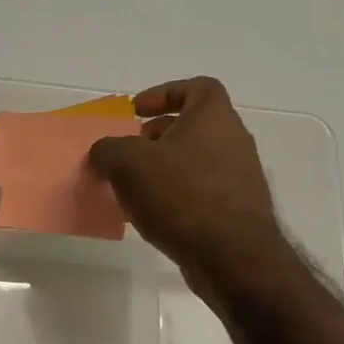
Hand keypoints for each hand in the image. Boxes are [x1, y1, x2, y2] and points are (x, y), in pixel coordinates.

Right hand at [88, 77, 287, 292]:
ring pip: (195, 162)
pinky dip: (176, 197)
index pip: (196, 87)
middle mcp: (233, 141)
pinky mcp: (237, 211)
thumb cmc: (182, 195)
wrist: (232, 256)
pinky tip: (153, 217)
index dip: (164, 94)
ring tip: (133, 188)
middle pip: (193, 127)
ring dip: (164, 169)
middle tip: (128, 153)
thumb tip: (104, 153)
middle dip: (156, 137)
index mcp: (214, 116)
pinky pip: (200, 193)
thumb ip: (109, 150)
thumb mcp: (129, 164)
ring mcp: (239, 178)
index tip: (136, 111)